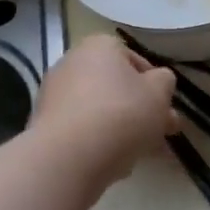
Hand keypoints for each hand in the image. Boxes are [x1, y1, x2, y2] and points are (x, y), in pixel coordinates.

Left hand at [30, 35, 177, 196]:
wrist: (67, 158)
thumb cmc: (120, 115)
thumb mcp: (159, 93)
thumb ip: (165, 82)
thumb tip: (159, 81)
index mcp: (99, 46)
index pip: (135, 60)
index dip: (155, 86)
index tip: (165, 110)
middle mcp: (72, 62)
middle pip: (116, 87)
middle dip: (140, 111)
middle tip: (160, 135)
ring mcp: (54, 94)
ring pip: (100, 110)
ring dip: (121, 128)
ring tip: (140, 155)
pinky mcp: (44, 126)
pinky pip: (81, 130)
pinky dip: (97, 141)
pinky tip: (113, 163)